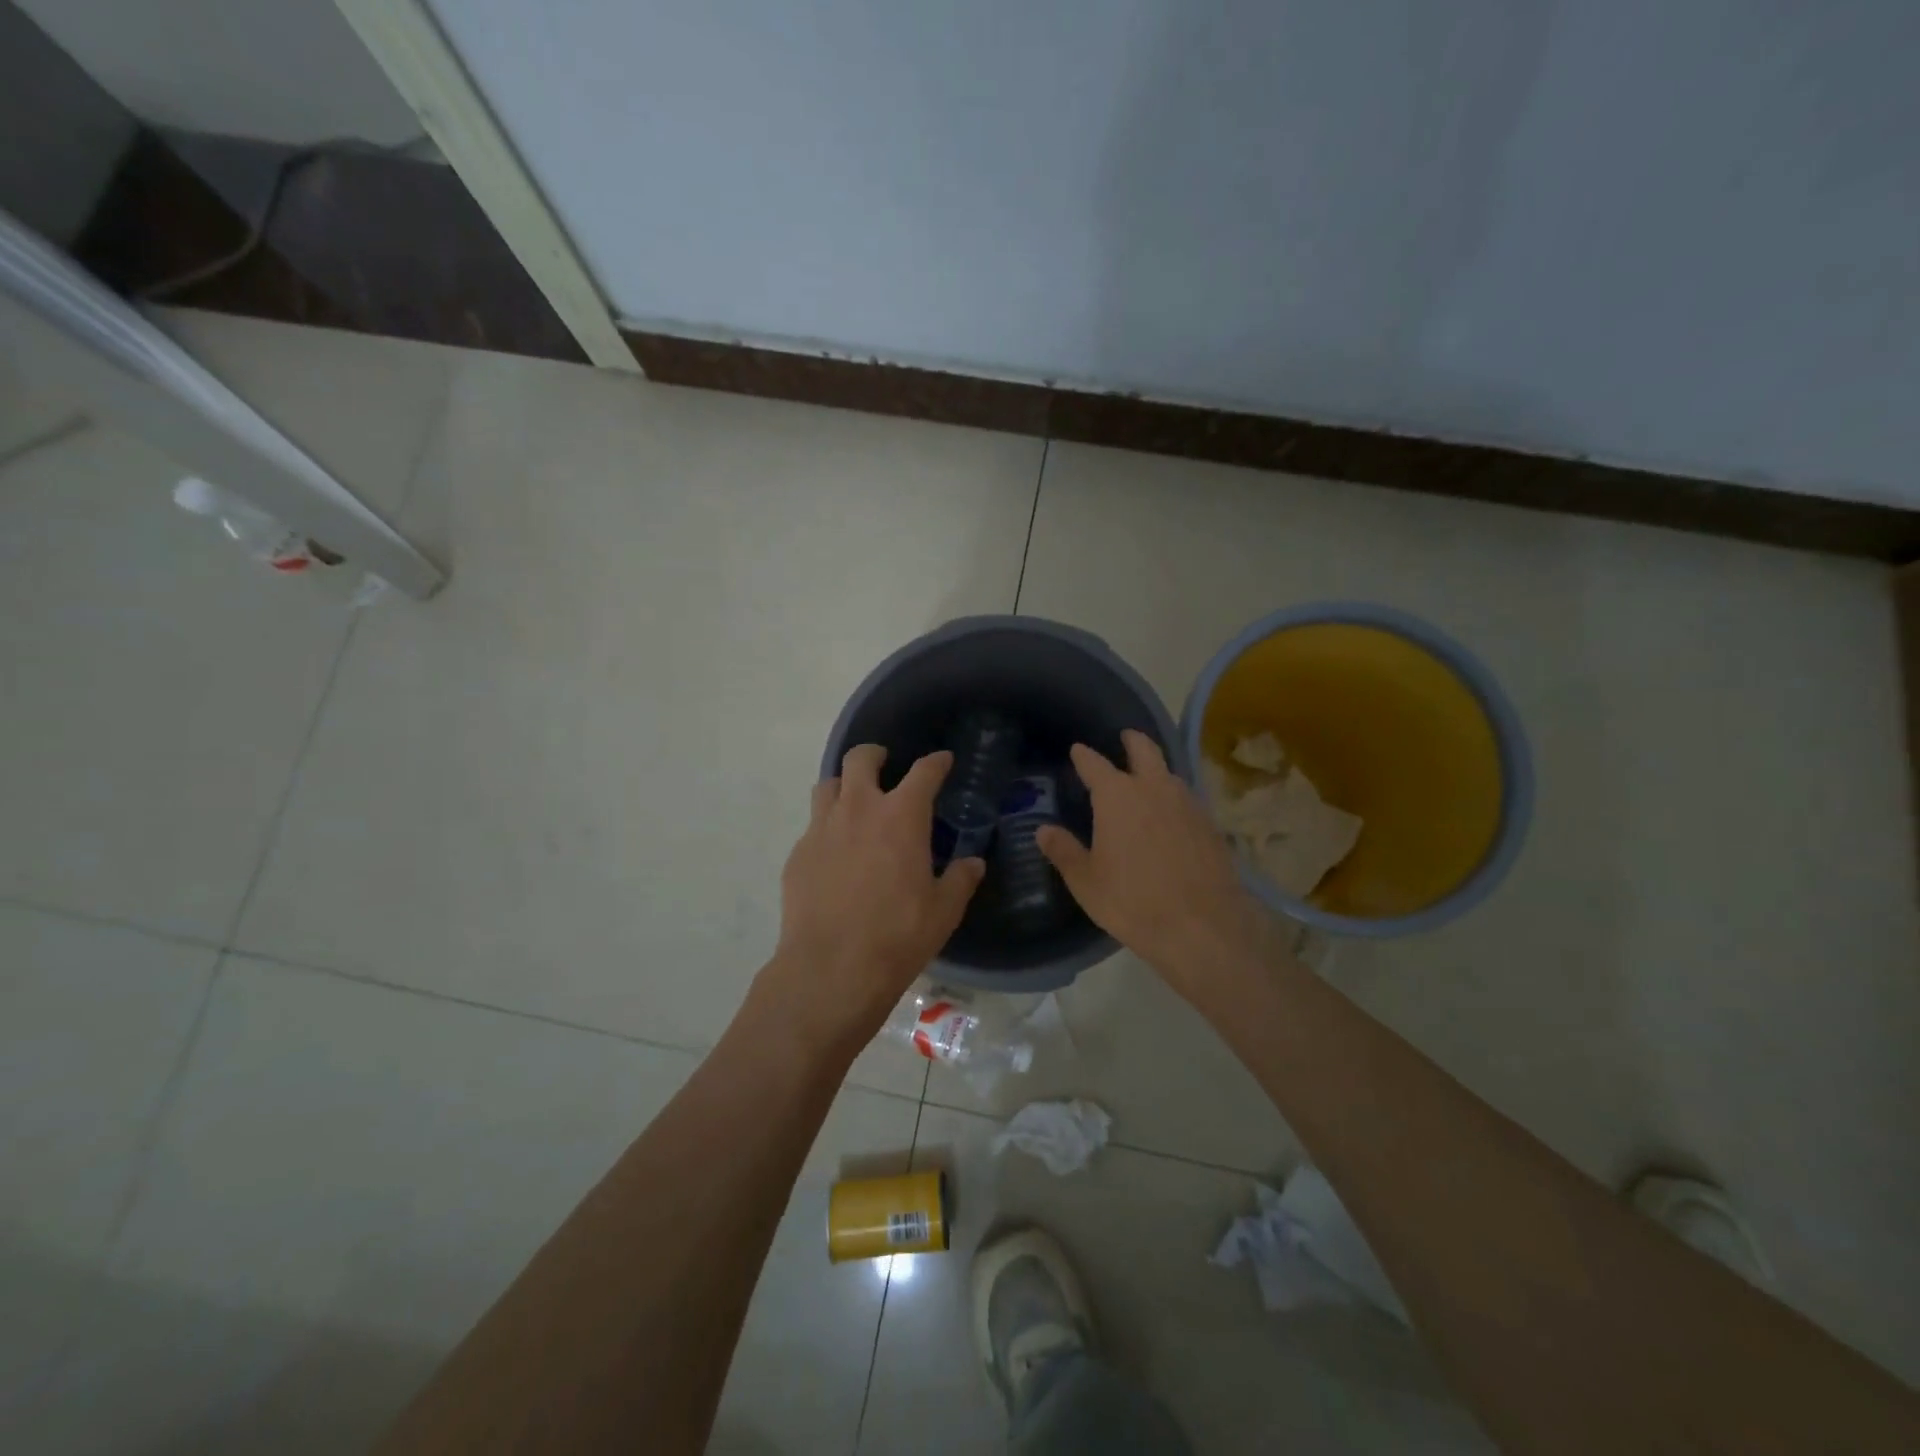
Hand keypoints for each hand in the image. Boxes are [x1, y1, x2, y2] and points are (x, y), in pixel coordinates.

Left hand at [760, 744, 984, 1047]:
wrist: (831, 969)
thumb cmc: (897, 935)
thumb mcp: (943, 911)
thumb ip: (960, 880)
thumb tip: (973, 863)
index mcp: (901, 816)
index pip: (923, 772)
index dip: (936, 762)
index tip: (942, 761)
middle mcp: (858, 809)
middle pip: (860, 759)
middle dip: (874, 755)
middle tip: (884, 764)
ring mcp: (821, 829)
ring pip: (828, 786)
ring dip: (844, 786)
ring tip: (854, 802)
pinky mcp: (798, 854)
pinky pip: (813, 826)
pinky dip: (827, 828)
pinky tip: (835, 854)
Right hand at [1038, 730, 1276, 1001]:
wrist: (1202, 926)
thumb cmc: (1132, 901)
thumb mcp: (1086, 881)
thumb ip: (1063, 851)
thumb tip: (1043, 830)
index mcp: (1117, 796)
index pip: (1095, 764)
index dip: (1084, 756)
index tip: (1077, 750)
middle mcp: (1154, 788)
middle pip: (1144, 750)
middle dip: (1132, 741)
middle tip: (1125, 737)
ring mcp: (1188, 804)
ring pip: (1170, 774)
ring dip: (1156, 770)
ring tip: (1147, 780)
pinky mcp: (1210, 825)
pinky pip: (1188, 799)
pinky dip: (1175, 798)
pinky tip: (1172, 816)